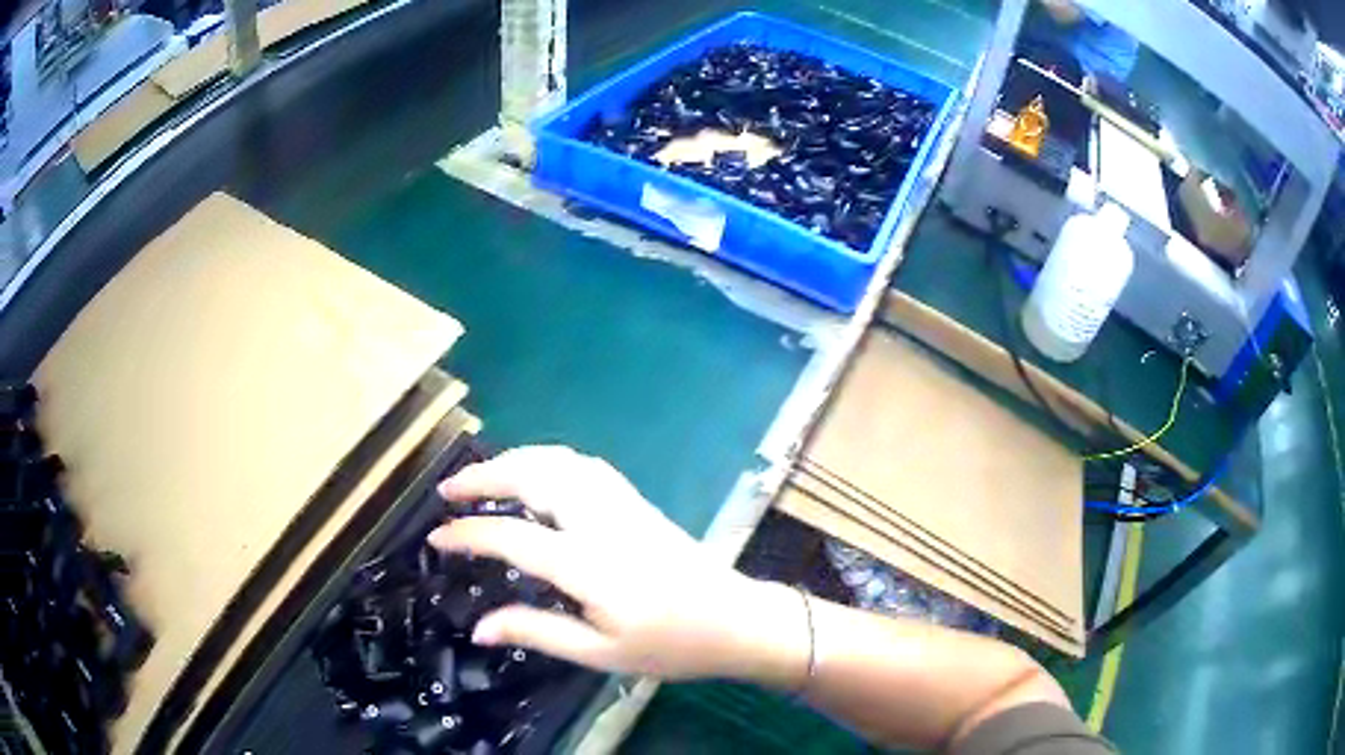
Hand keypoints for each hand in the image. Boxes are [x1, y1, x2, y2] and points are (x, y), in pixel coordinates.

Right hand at [427, 446, 806, 683]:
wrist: (736, 620)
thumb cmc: (670, 645)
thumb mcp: (601, 654)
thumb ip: (537, 632)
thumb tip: (479, 628)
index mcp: (590, 564)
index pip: (512, 536)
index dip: (468, 534)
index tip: (436, 537)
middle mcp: (603, 521)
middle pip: (534, 476)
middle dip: (485, 475)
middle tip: (449, 489)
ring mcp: (624, 504)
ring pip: (560, 461)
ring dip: (515, 460)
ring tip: (483, 476)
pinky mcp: (637, 501)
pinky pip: (583, 466)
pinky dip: (547, 460)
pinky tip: (535, 474)